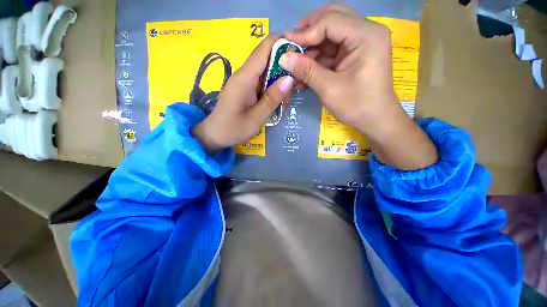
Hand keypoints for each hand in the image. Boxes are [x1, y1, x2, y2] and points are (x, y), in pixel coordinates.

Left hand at [193, 35, 293, 153]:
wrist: (215, 135)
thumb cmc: (233, 129)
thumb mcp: (256, 118)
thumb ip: (272, 99)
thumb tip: (289, 78)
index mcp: (245, 78)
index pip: (264, 48)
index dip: (283, 43)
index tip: (301, 53)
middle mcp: (244, 75)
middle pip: (268, 59)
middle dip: (285, 69)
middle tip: (295, 88)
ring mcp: (245, 82)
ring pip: (267, 73)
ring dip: (280, 83)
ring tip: (284, 102)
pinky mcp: (246, 89)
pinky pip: (263, 83)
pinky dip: (273, 90)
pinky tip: (277, 104)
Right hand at [281, 5, 398, 132]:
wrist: (375, 120)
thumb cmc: (356, 106)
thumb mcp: (329, 89)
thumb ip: (306, 71)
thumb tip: (283, 57)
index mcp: (366, 36)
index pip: (330, 21)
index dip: (305, 32)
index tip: (285, 43)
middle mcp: (366, 32)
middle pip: (332, 20)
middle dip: (309, 33)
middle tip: (291, 45)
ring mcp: (361, 43)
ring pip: (330, 35)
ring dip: (311, 50)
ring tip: (295, 65)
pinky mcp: (355, 54)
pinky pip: (332, 50)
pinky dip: (318, 60)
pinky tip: (305, 72)